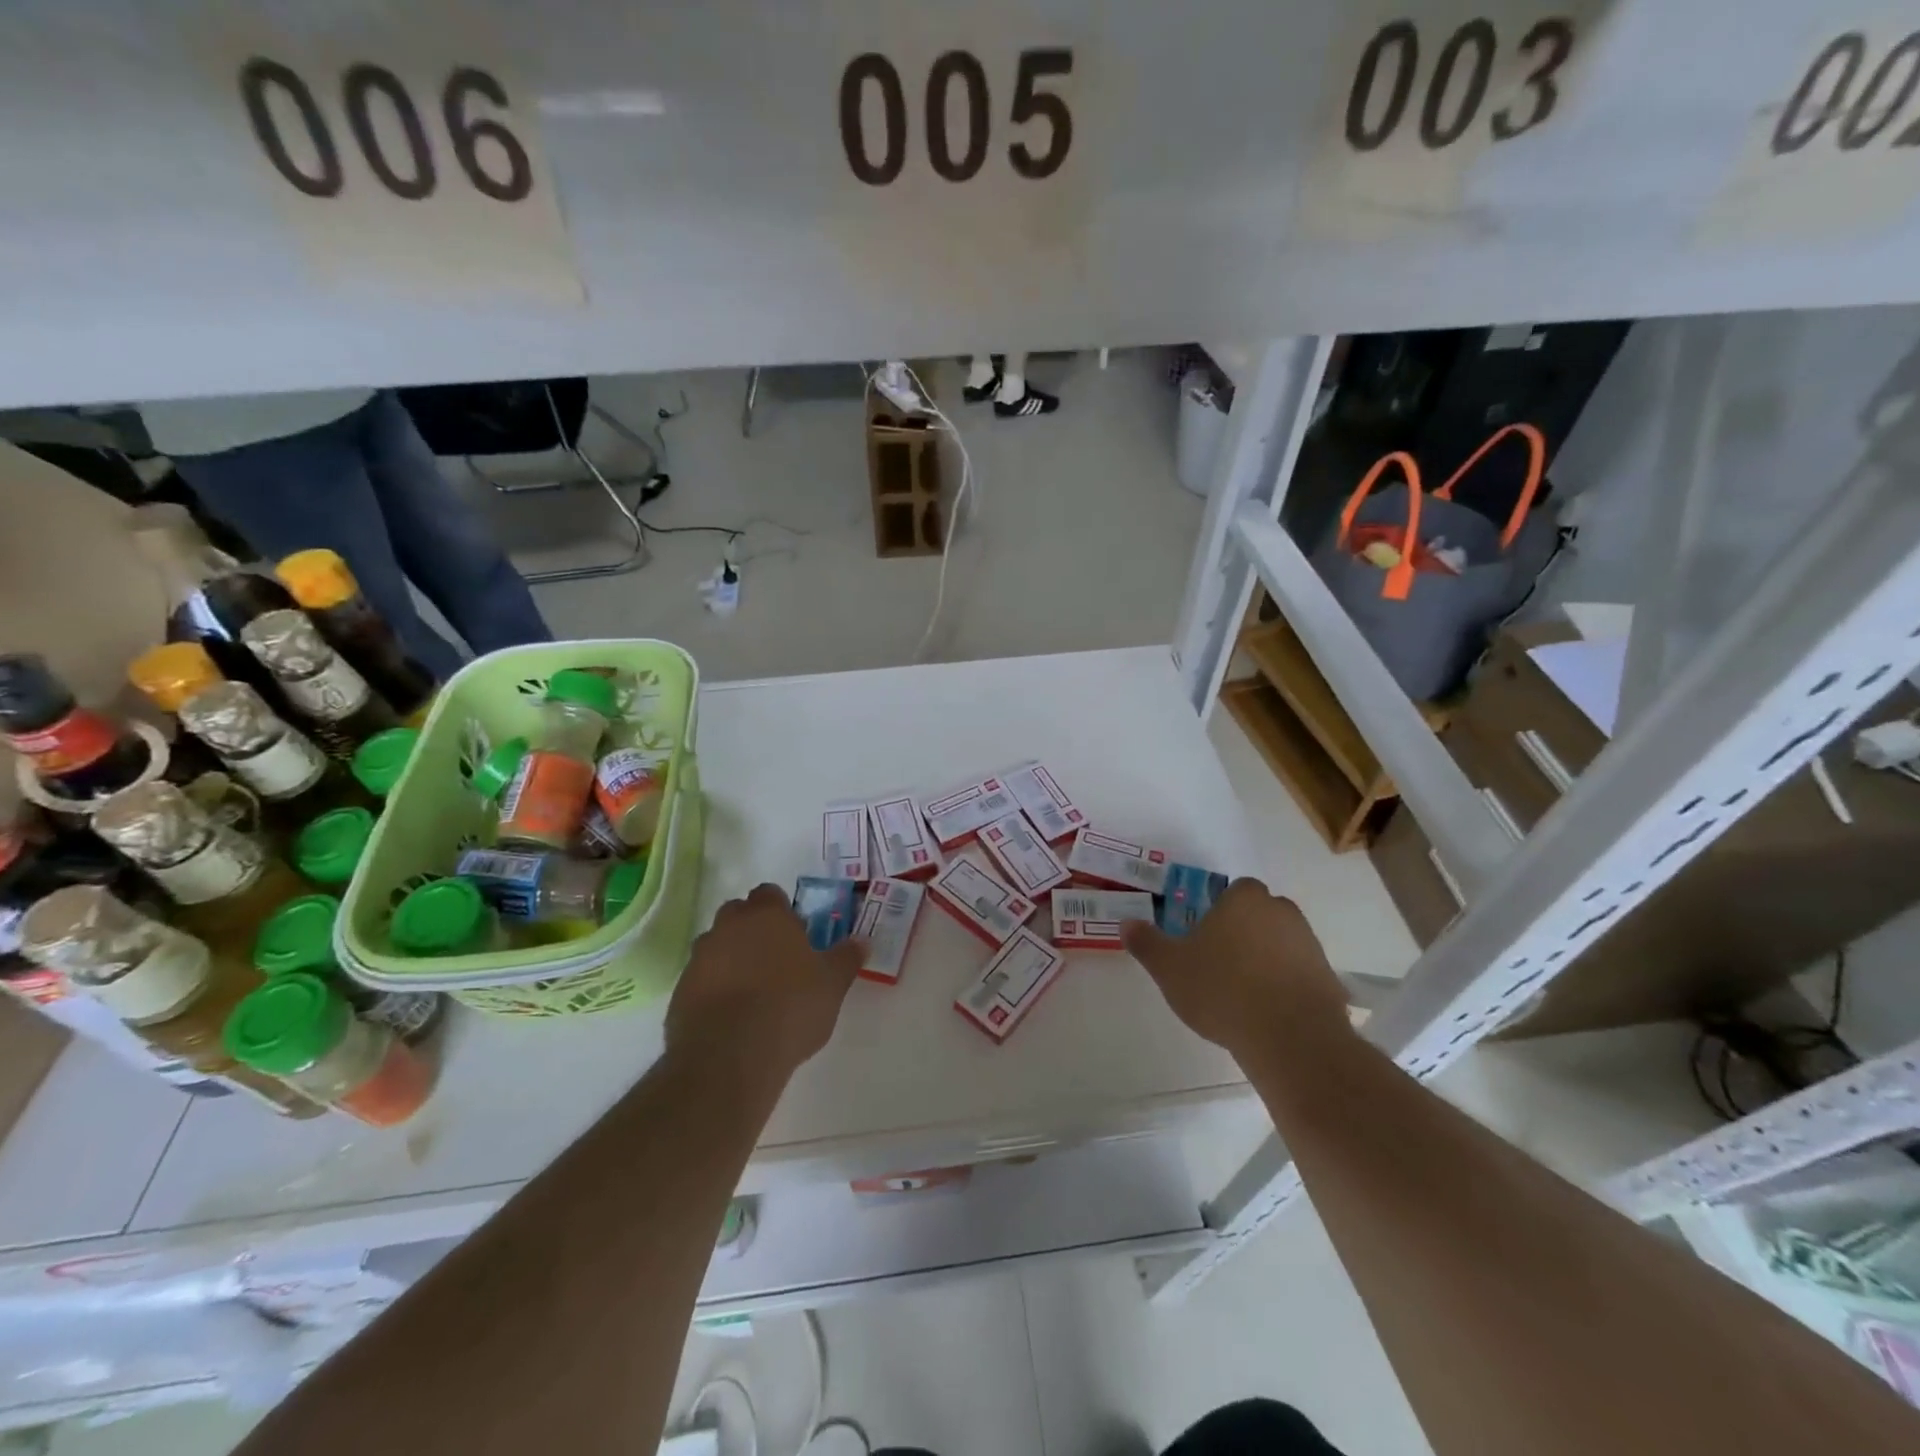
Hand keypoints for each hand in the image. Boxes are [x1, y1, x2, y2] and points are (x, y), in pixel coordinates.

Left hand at [665, 884, 862, 1078]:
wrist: (729, 1056)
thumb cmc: (790, 1007)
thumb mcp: (832, 984)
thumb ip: (846, 958)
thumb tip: (862, 940)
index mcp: (767, 916)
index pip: (769, 894)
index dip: (782, 911)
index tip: (796, 935)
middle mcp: (728, 927)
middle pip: (738, 915)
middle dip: (753, 930)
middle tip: (776, 960)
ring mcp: (699, 958)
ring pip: (717, 946)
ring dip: (731, 959)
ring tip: (753, 991)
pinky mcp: (680, 992)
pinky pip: (701, 980)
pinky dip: (714, 989)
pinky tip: (732, 1017)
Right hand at [1121, 878, 1350, 1063]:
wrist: (1290, 1037)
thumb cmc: (1222, 990)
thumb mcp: (1169, 968)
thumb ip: (1147, 943)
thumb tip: (1127, 924)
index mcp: (1243, 899)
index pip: (1233, 891)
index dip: (1218, 911)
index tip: (1204, 937)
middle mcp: (1281, 911)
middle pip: (1258, 914)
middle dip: (1242, 932)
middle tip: (1219, 963)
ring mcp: (1309, 944)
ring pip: (1280, 942)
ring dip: (1265, 958)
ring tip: (1242, 992)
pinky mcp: (1329, 977)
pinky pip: (1299, 972)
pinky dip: (1285, 984)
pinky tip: (1267, 1012)